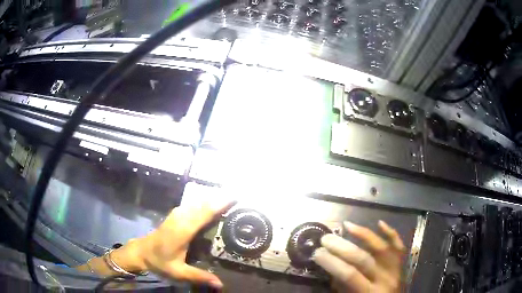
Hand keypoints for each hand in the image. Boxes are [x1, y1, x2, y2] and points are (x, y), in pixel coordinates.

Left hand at [110, 197, 235, 288]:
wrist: (141, 251)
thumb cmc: (160, 262)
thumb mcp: (179, 272)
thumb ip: (199, 276)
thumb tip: (221, 284)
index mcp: (182, 231)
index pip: (203, 213)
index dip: (219, 204)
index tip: (235, 197)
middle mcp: (180, 218)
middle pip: (202, 204)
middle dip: (220, 198)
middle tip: (239, 197)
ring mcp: (177, 214)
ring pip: (197, 202)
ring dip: (213, 198)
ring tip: (230, 199)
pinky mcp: (176, 214)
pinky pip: (193, 205)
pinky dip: (205, 202)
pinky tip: (212, 205)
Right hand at [313, 221, 405, 292]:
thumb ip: (342, 288)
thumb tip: (332, 269)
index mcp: (369, 292)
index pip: (349, 274)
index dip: (332, 262)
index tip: (317, 253)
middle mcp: (384, 279)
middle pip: (363, 259)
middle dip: (342, 247)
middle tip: (326, 238)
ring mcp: (396, 269)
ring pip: (381, 247)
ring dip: (364, 234)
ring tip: (347, 225)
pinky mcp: (401, 264)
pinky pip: (398, 246)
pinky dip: (391, 233)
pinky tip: (379, 223)